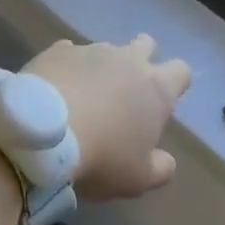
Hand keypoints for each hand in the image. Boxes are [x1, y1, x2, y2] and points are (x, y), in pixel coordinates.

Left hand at [23, 36, 190, 200]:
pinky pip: (69, 53)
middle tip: (126, 89)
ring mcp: (91, 50)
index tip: (163, 101)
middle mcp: (128, 60)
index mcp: (156, 89)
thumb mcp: (138, 179)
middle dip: (141, 59)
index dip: (175, 83)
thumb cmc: (101, 157)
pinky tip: (55, 89)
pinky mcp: (57, 50)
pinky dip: (67, 68)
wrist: (42, 134)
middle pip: (146, 45)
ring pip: (106, 50)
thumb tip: (166, 160)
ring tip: (83, 95)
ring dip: (101, 67)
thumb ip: (160, 168)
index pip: (181, 71)